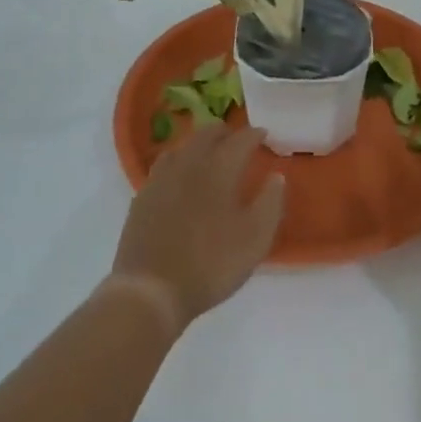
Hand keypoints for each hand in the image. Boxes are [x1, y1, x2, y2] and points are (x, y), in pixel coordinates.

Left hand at [109, 123, 285, 334]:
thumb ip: (270, 203)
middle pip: (206, 134)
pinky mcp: (143, 196)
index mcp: (219, 169)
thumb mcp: (255, 240)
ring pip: (182, 146)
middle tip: (237, 140)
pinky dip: (178, 161)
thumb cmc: (211, 264)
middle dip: (225, 132)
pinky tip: (180, 176)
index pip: (240, 140)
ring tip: (209, 153)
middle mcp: (188, 164)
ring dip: (199, 143)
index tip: (264, 134)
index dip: (254, 134)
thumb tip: (277, 176)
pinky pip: (163, 165)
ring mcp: (161, 178)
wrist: (151, 289)